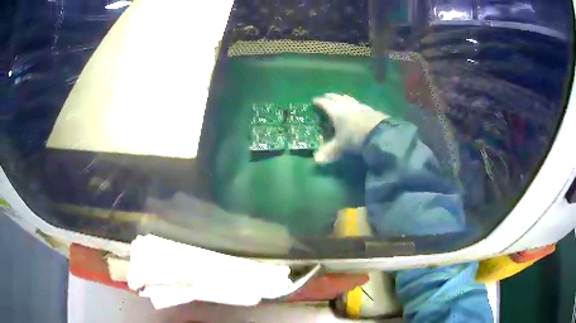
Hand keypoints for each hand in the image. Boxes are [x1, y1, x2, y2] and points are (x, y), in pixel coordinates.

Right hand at [313, 93, 388, 162]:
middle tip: (325, 97)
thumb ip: (328, 151)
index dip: (318, 102)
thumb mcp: (340, 146)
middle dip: (329, 97)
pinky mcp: (370, 109)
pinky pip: (358, 103)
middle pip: (336, 97)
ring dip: (342, 98)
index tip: (314, 101)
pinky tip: (356, 107)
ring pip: (347, 98)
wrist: (380, 134)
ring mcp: (359, 105)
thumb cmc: (355, 137)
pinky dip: (353, 103)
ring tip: (340, 99)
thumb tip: (316, 160)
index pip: (324, 103)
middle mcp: (346, 105)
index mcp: (335, 111)